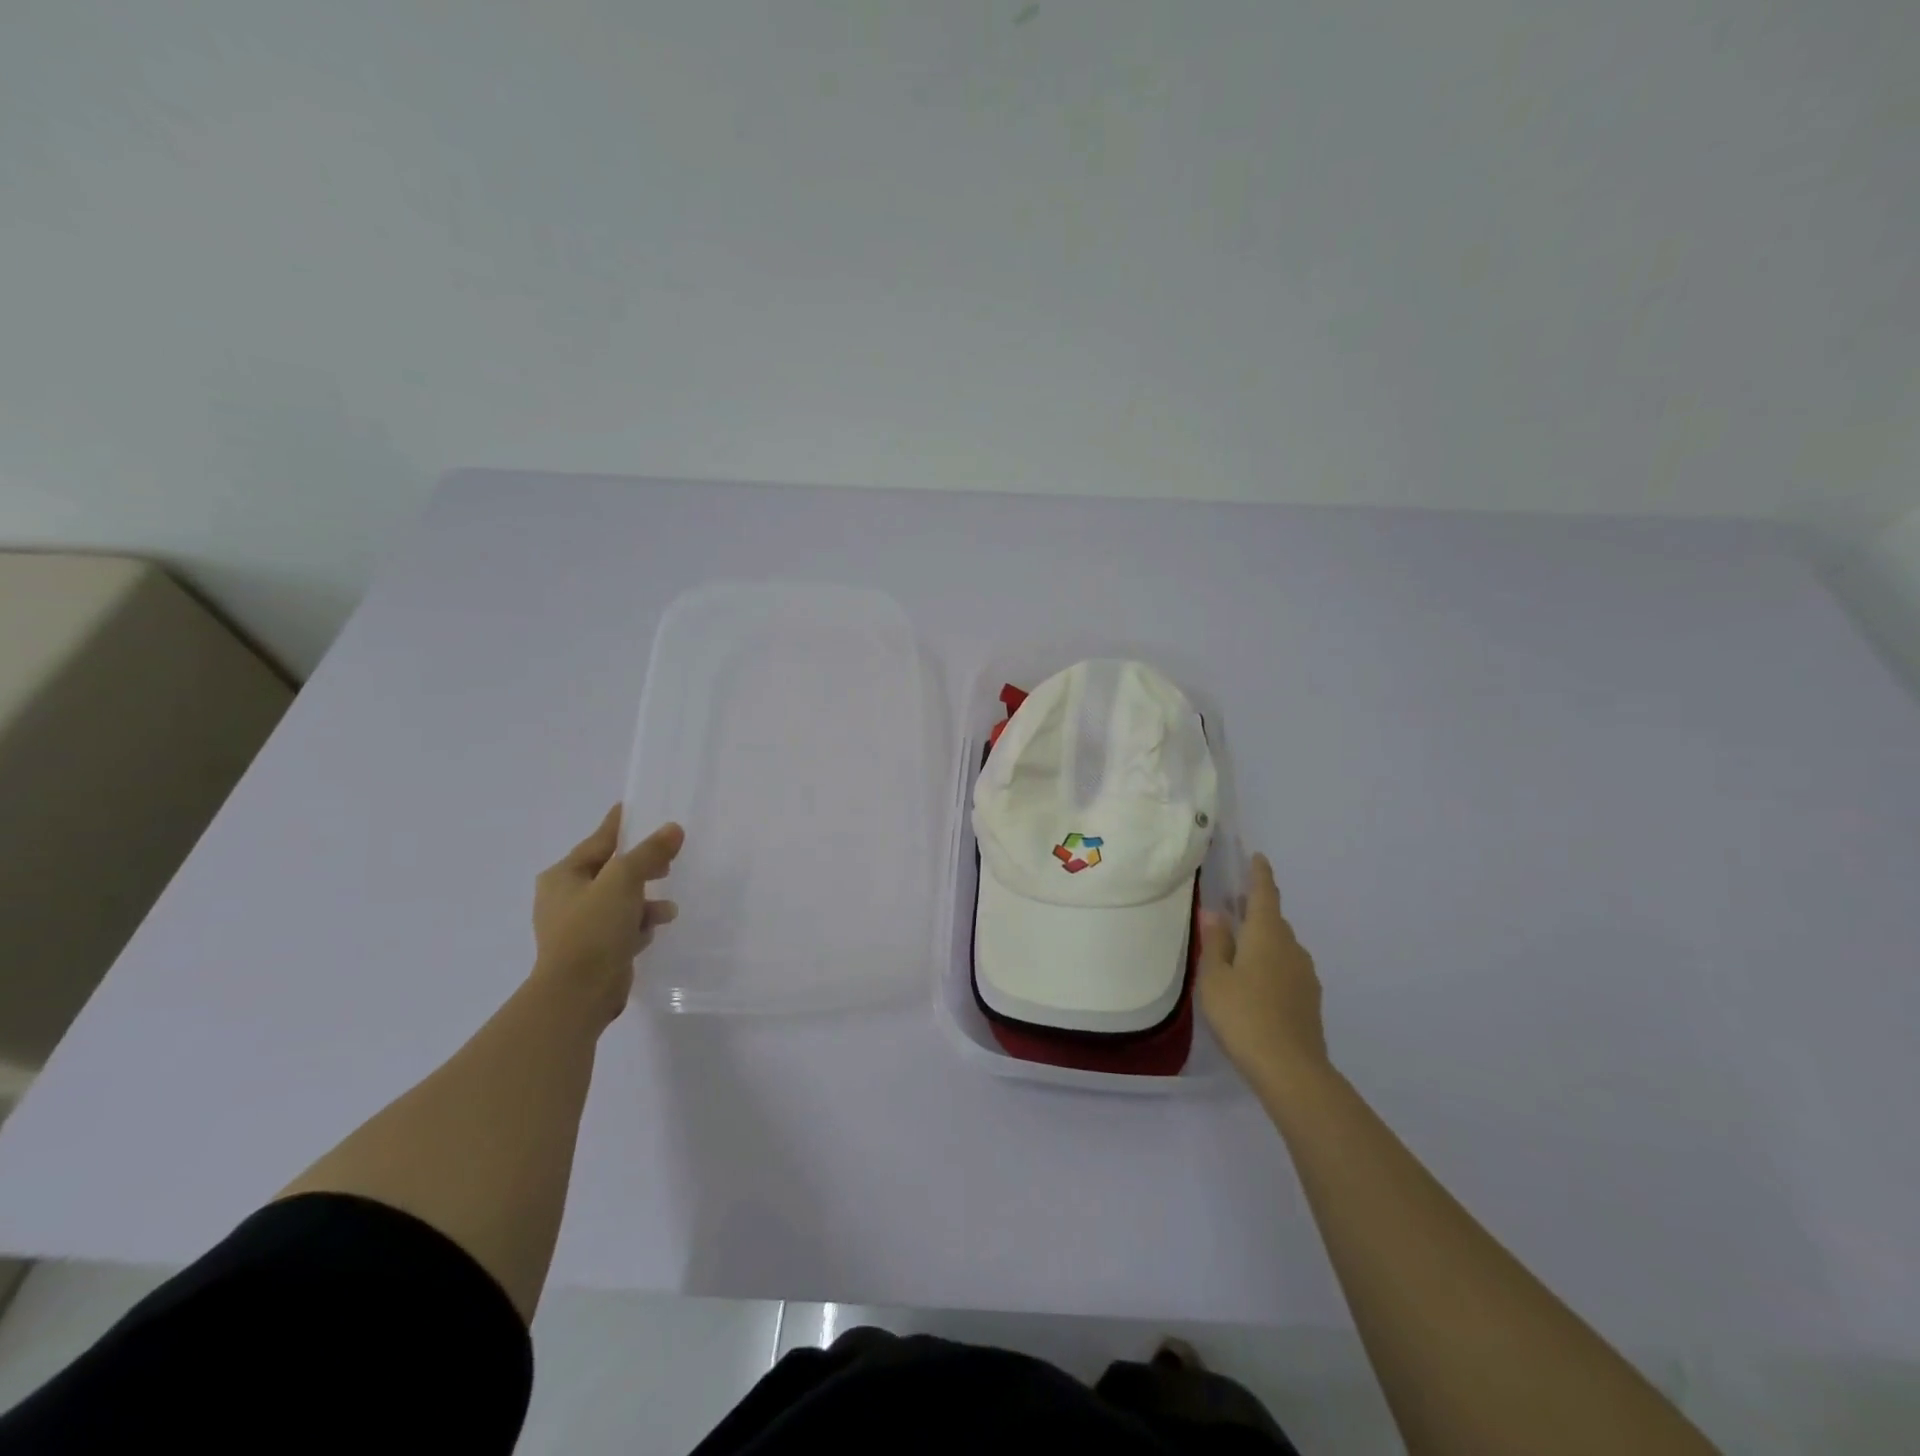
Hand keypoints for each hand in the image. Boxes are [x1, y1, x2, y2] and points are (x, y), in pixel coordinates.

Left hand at [531, 806, 683, 1026]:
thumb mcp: (624, 880)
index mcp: (562, 876)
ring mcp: (577, 926)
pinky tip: (653, 930)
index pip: (598, 841)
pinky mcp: (592, 951)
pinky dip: (638, 925)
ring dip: (645, 902)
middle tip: (668, 861)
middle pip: (612, 871)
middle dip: (642, 868)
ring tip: (668, 909)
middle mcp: (565, 898)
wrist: (577, 994)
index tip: (633, 808)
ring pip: (620, 901)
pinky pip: (621, 927)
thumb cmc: (593, 928)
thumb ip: (649, 853)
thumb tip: (672, 829)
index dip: (618, 825)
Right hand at [1197, 853, 1329, 1096]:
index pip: (1265, 894)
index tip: (1257, 857)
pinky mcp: (1309, 999)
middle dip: (1256, 911)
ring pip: (1281, 946)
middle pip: (1274, 920)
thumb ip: (1215, 942)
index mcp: (1267, 934)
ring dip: (1263, 940)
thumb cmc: (1243, 1015)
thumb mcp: (1215, 977)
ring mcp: (1305, 974)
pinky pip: (1287, 968)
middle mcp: (1291, 947)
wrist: (1290, 1069)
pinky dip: (1271, 964)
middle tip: (1233, 908)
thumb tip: (1214, 912)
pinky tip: (1255, 983)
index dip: (1260, 874)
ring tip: (1240, 949)